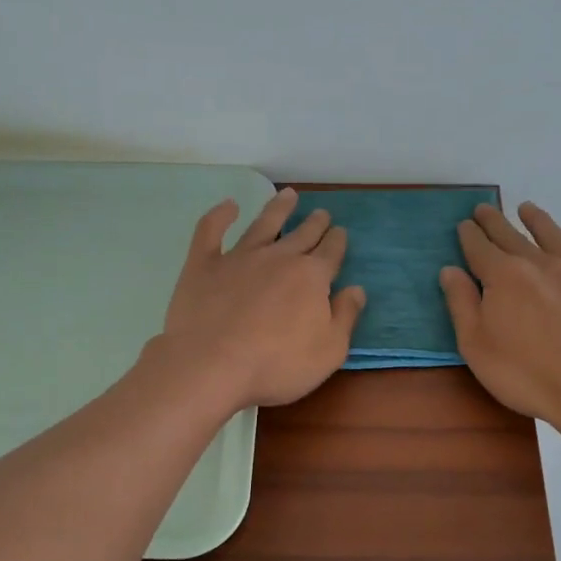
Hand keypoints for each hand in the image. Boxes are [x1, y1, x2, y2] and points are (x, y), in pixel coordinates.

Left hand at [159, 188, 366, 409]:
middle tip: (322, 213)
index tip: (341, 233)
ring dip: (278, 208)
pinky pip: (211, 231)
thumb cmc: (277, 365)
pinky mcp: (204, 264)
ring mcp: (239, 257)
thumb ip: (345, 317)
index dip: (338, 241)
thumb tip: (357, 289)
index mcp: (311, 276)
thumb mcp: (329, 351)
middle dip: (315, 223)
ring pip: (264, 224)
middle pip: (302, 234)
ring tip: (288, 195)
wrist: (211, 365)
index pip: (331, 252)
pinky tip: (227, 206)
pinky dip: (220, 215)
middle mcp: (278, 257)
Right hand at [440, 201, 560, 425]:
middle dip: (495, 222)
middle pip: (512, 236)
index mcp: (504, 276)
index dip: (469, 235)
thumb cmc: (522, 372)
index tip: (464, 225)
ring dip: (538, 221)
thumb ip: (461, 303)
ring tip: (527, 209)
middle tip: (484, 209)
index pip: (480, 248)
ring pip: (555, 237)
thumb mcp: (475, 344)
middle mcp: (539, 265)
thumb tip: (450, 270)